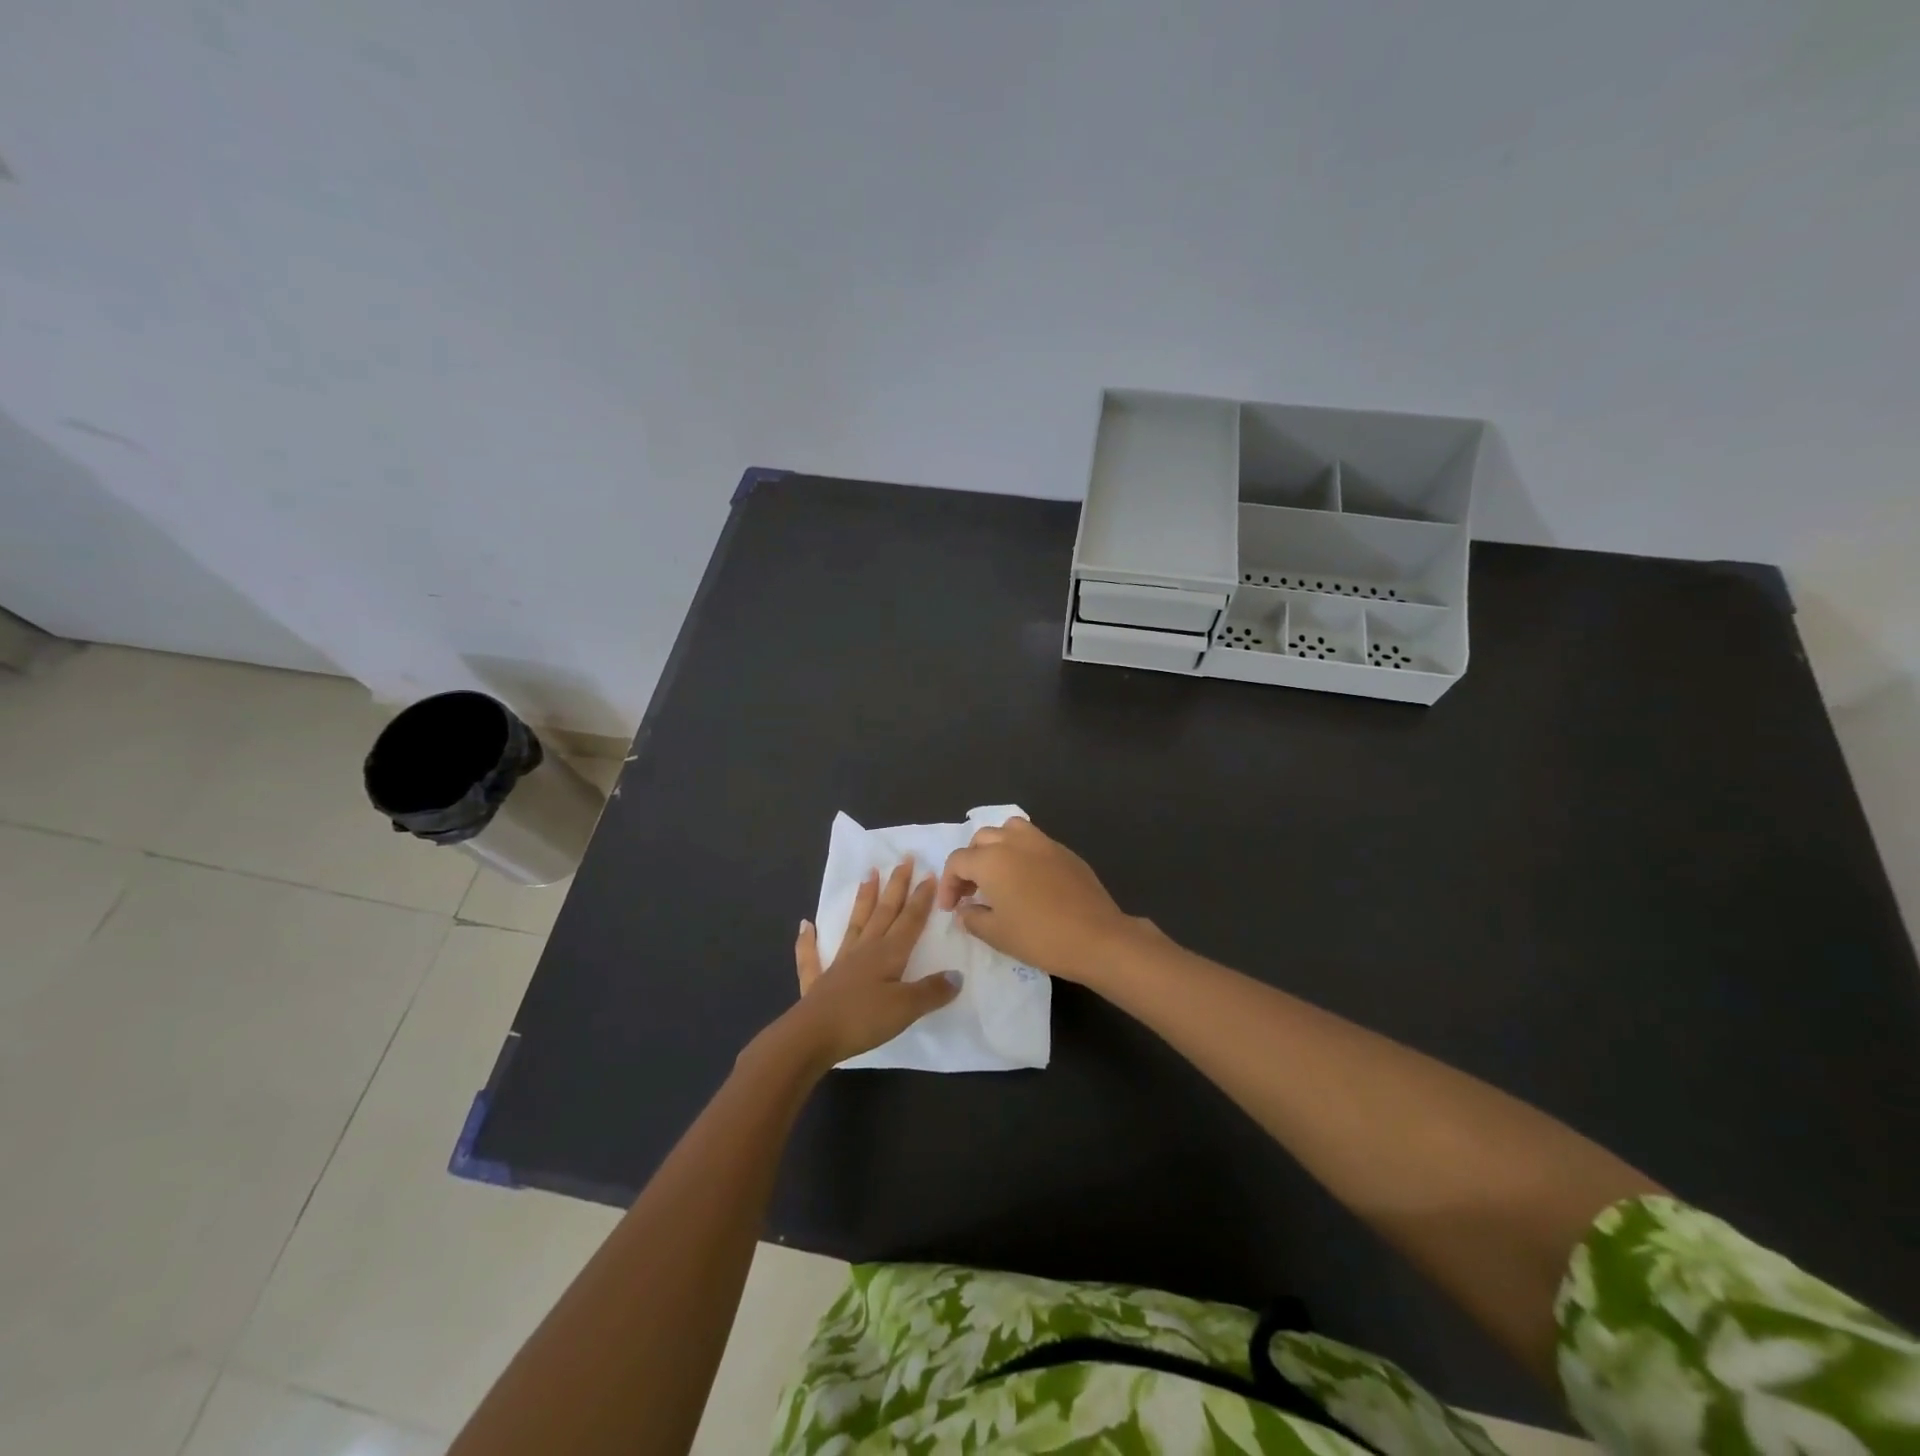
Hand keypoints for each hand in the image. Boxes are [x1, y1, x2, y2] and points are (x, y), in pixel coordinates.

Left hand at [780, 860, 959, 1069]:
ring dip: (863, 898)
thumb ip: (932, 990)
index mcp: (888, 953)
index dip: (921, 898)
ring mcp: (839, 963)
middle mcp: (865, 950)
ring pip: (855, 923)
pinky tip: (805, 925)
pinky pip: (812, 956)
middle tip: (904, 859)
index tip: (930, 873)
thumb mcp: (906, 1008)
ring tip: (868, 873)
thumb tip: (957, 975)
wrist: (812, 1036)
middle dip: (896, 886)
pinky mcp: (818, 981)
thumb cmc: (863, 1019)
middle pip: (884, 912)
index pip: (910, 919)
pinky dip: (808, 940)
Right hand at [937, 818, 1149, 985]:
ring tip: (997, 874)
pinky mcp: (1064, 851)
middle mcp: (1014, 842)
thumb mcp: (996, 934)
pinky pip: (1034, 841)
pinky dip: (1021, 852)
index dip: (948, 884)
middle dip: (970, 863)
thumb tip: (965, 909)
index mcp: (991, 860)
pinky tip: (1027, 880)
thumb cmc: (1040, 937)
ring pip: (1008, 830)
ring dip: (996, 848)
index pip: (958, 861)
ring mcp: (1042, 842)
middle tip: (970, 892)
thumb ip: (972, 918)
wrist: (1097, 937)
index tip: (950, 908)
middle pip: (981, 840)